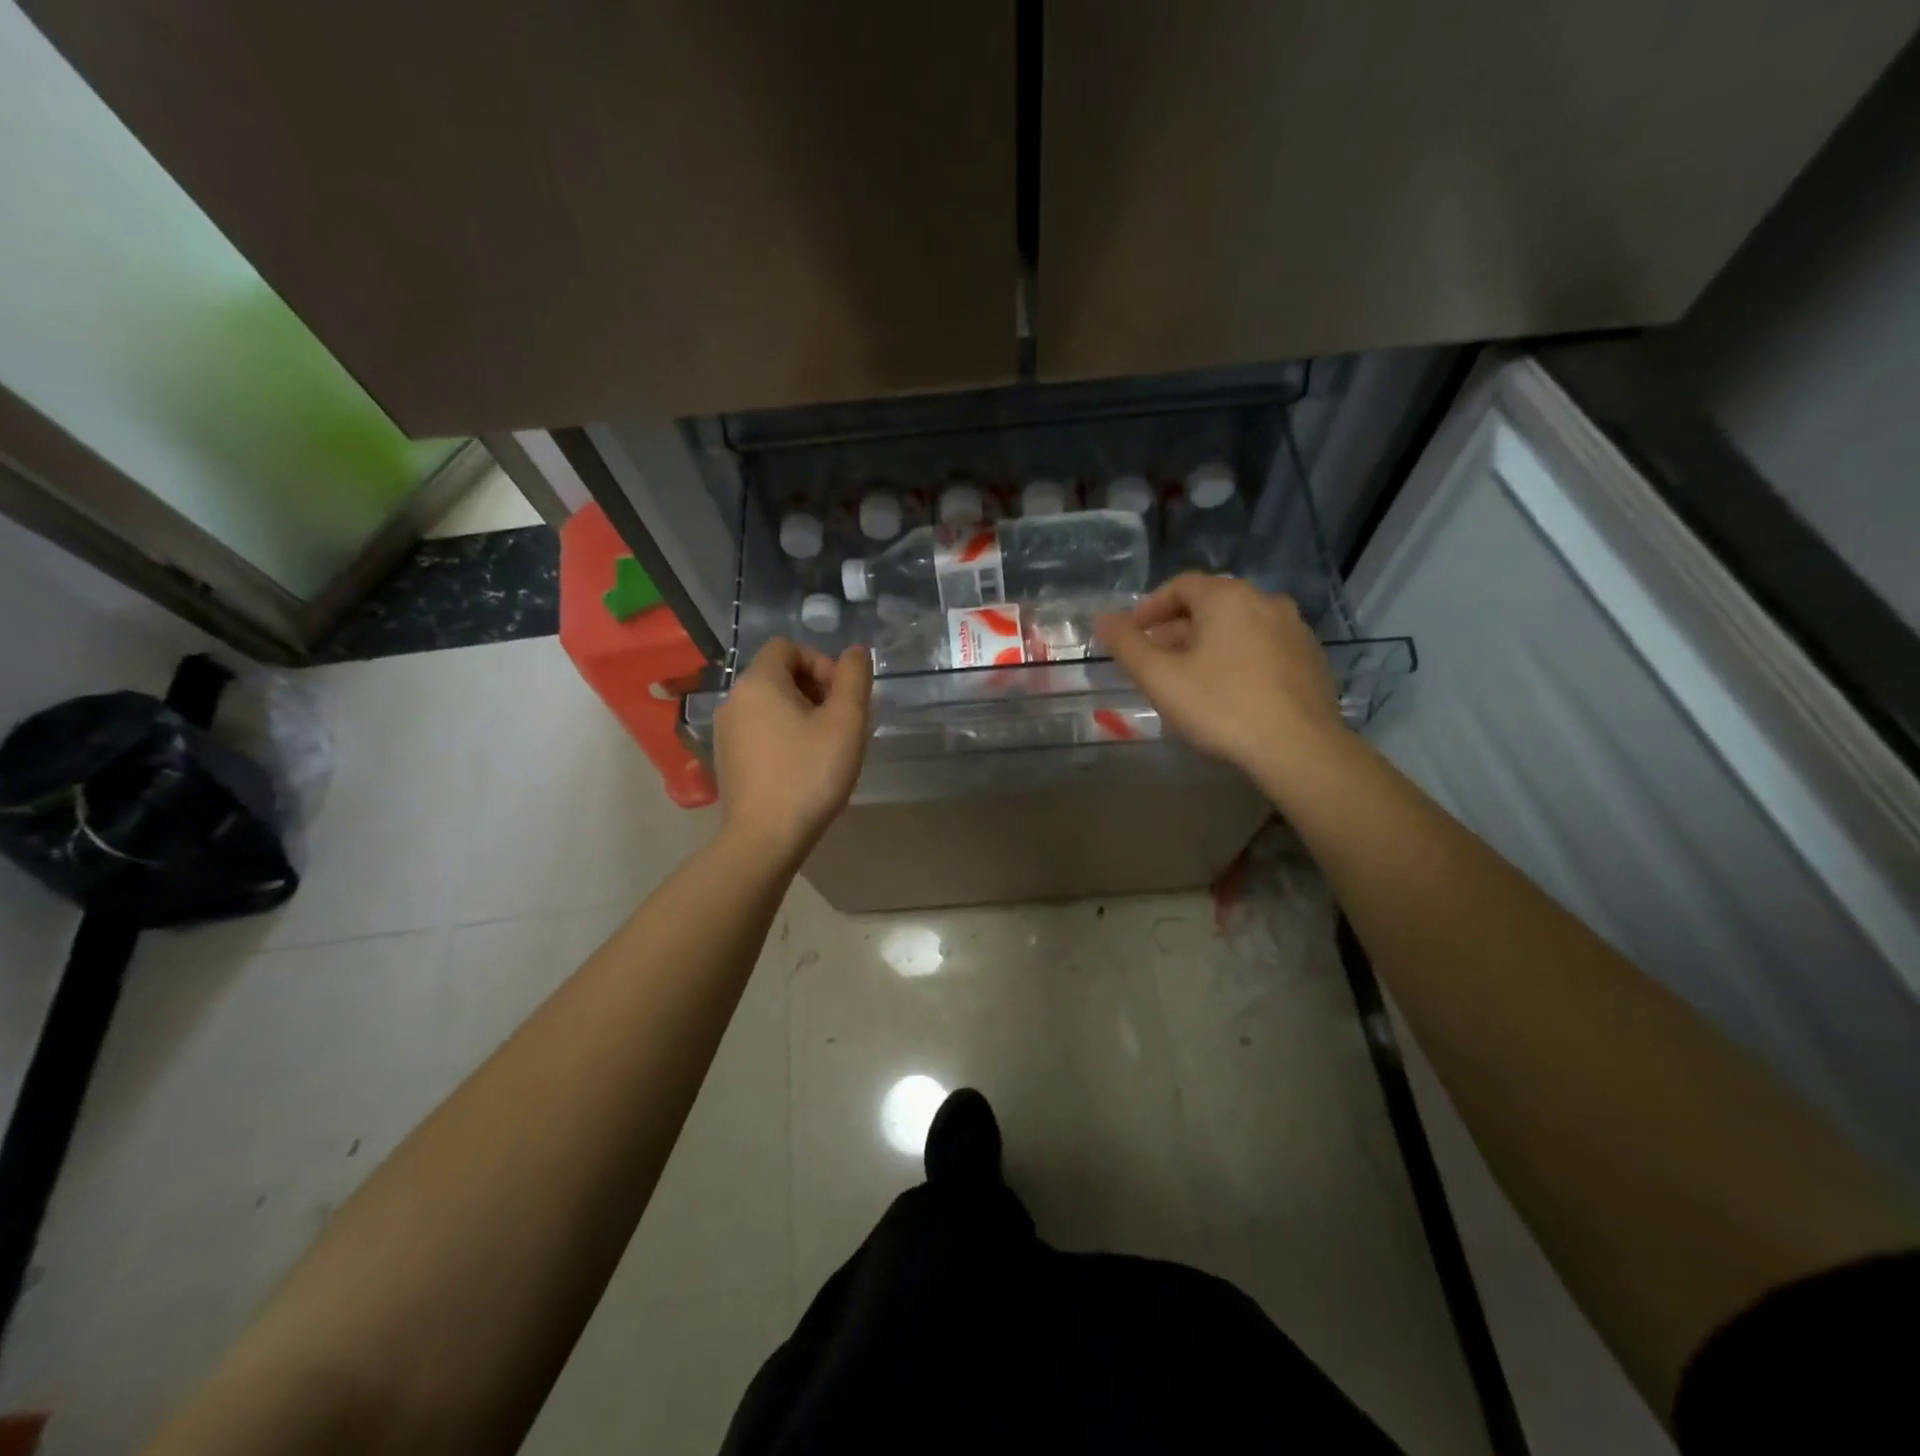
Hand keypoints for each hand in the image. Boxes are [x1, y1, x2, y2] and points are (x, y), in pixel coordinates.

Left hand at [713, 639, 872, 856]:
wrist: (766, 838)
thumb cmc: (809, 774)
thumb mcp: (846, 722)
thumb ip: (854, 678)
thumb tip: (855, 653)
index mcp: (758, 682)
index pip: (788, 646)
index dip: (821, 663)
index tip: (842, 697)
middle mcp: (733, 699)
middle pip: (778, 674)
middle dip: (814, 688)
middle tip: (840, 722)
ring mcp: (725, 732)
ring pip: (770, 704)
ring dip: (801, 714)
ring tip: (826, 746)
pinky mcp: (726, 759)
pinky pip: (759, 730)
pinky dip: (783, 735)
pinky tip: (802, 766)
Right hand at [1095, 575, 1342, 776]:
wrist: (1298, 748)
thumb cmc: (1221, 706)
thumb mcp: (1160, 678)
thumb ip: (1126, 645)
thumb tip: (1101, 619)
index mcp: (1228, 597)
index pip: (1180, 586)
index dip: (1149, 609)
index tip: (1131, 636)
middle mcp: (1265, 601)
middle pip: (1210, 605)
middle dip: (1176, 630)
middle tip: (1155, 662)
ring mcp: (1294, 629)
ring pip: (1238, 627)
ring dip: (1208, 645)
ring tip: (1189, 679)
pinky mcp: (1311, 659)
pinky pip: (1263, 647)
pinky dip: (1238, 658)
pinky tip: (1229, 692)